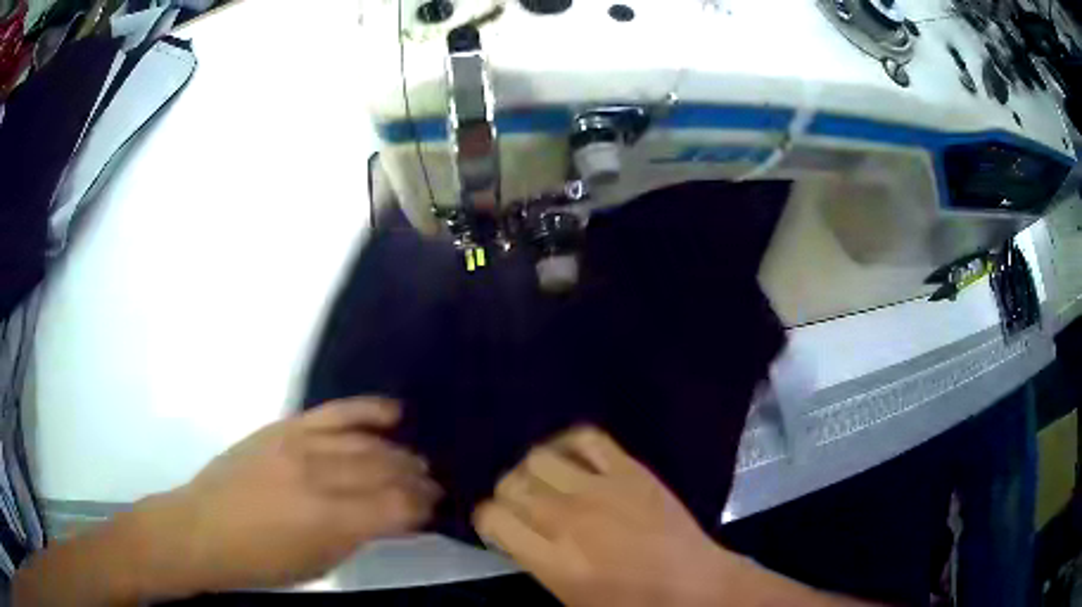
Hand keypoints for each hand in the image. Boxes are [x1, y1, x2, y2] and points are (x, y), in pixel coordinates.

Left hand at [131, 398, 439, 595]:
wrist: (203, 529)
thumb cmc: (262, 562)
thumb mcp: (318, 564)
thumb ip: (359, 537)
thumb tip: (396, 519)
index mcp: (329, 520)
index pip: (396, 507)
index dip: (423, 507)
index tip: (436, 508)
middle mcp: (319, 476)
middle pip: (386, 469)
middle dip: (416, 478)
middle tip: (433, 484)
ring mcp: (299, 444)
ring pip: (366, 441)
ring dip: (399, 451)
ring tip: (415, 460)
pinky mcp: (284, 426)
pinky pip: (333, 411)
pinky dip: (367, 410)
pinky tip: (393, 411)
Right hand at [473, 427, 739, 606]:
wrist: (693, 584)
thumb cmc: (630, 602)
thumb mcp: (569, 596)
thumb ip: (536, 559)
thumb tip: (518, 532)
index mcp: (551, 559)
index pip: (492, 518)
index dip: (489, 520)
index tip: (501, 526)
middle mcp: (567, 519)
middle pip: (510, 485)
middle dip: (508, 496)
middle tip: (524, 508)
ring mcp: (600, 489)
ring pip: (538, 458)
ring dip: (533, 472)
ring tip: (546, 484)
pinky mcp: (629, 469)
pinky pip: (586, 438)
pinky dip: (570, 443)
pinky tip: (572, 458)